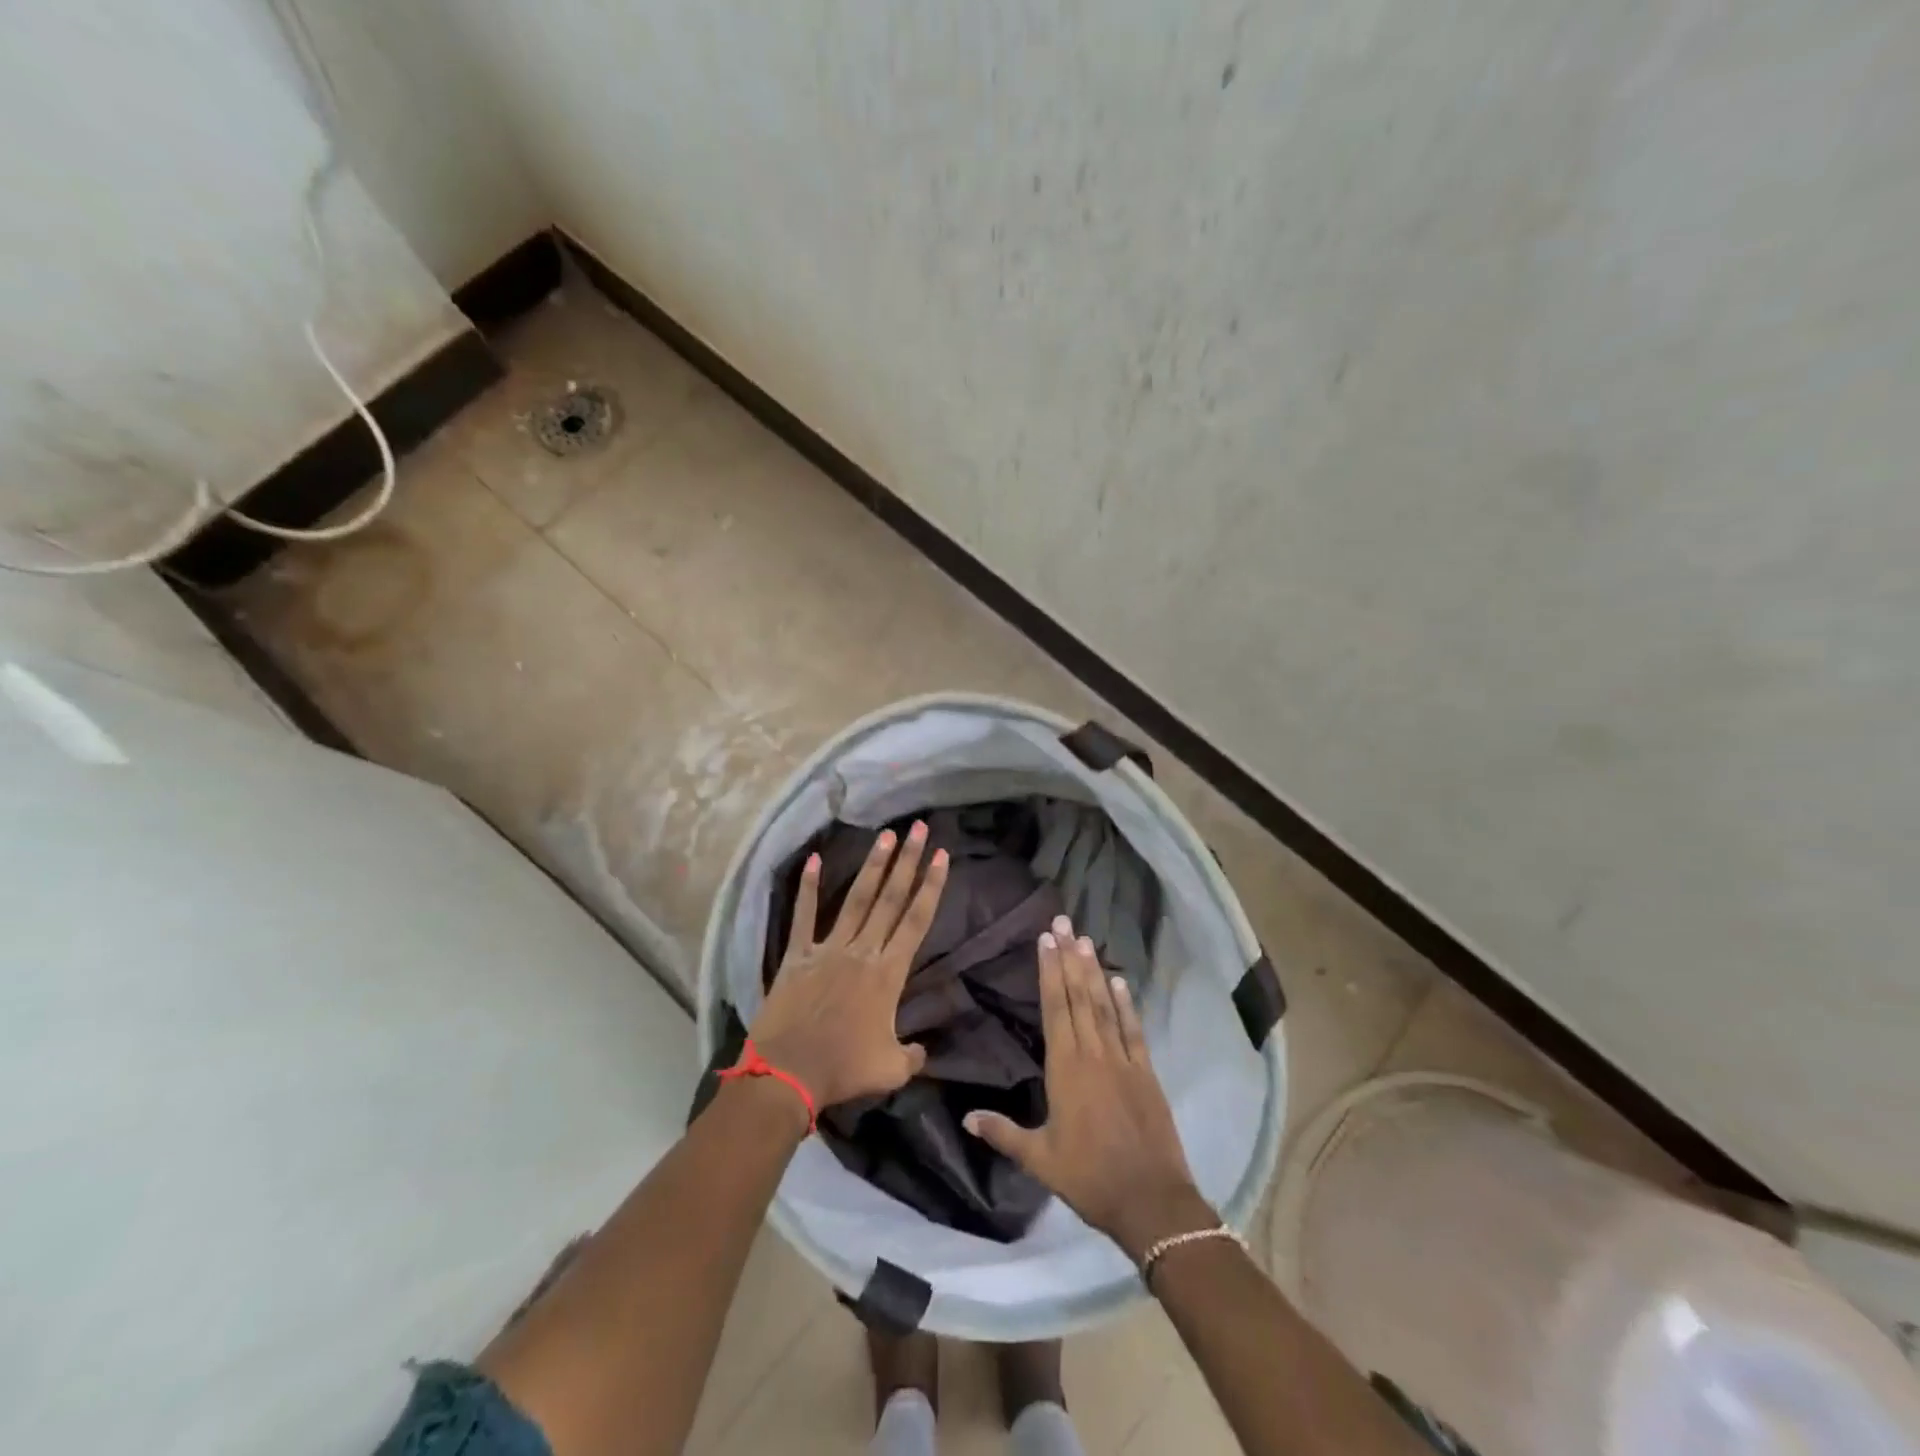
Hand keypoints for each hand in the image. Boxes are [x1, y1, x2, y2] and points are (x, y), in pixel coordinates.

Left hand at [750, 822, 948, 1110]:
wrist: (787, 1074)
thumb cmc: (843, 1070)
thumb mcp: (891, 1069)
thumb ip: (913, 1055)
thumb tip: (922, 1050)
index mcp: (888, 974)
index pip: (917, 921)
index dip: (931, 887)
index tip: (940, 855)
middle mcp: (862, 952)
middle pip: (890, 899)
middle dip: (907, 861)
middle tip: (917, 828)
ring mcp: (828, 949)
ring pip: (856, 899)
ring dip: (872, 866)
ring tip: (885, 836)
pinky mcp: (797, 956)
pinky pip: (802, 917)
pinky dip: (806, 888)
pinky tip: (812, 860)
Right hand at [964, 917, 1214, 1261]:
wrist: (1150, 1200)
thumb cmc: (1088, 1178)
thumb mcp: (1039, 1159)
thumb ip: (1003, 1133)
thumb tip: (966, 1116)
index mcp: (1065, 1068)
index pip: (1055, 1008)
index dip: (1049, 971)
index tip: (1045, 940)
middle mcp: (1093, 1054)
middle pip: (1079, 996)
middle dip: (1069, 957)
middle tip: (1063, 922)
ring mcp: (1122, 1060)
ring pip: (1104, 1005)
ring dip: (1094, 971)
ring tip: (1085, 938)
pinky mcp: (1146, 1072)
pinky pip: (1133, 1029)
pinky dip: (1126, 1003)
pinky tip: (1119, 981)